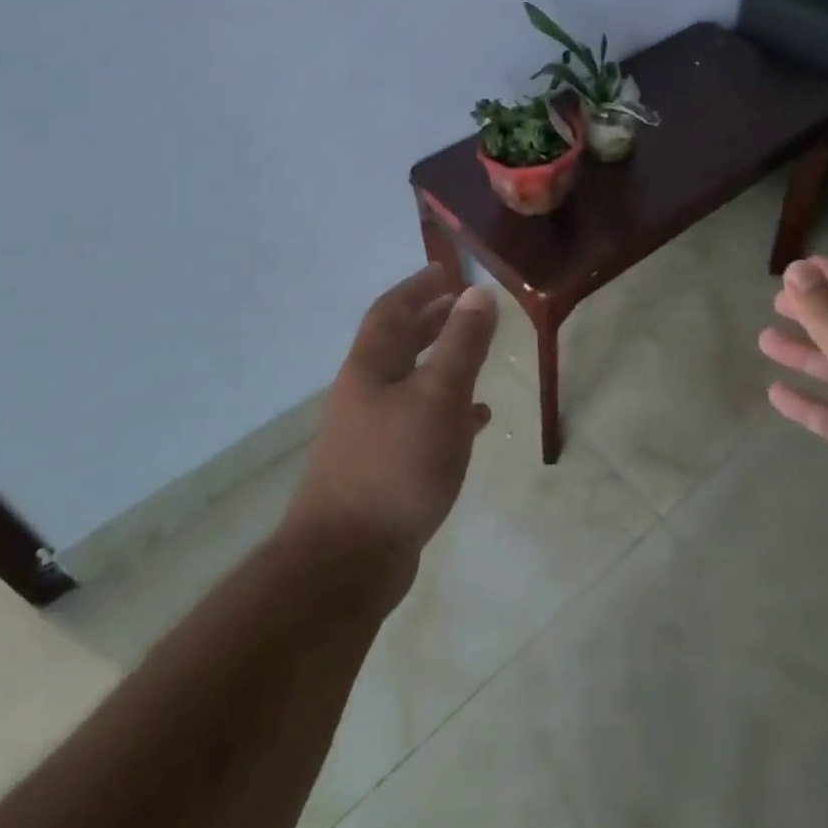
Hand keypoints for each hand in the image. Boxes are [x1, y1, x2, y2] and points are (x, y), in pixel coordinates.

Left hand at [288, 263, 497, 570]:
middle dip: (430, 319)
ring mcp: (373, 432)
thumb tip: (478, 292)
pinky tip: (476, 419)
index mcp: (371, 367)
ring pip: (412, 382)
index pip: (391, 310)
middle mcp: (366, 393)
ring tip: (476, 352)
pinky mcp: (387, 466)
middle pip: (398, 343)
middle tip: (463, 303)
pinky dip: (449, 410)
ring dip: (442, 362)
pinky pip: (422, 421)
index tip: (445, 269)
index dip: (417, 286)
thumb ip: (461, 343)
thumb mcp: (438, 395)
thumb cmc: (395, 465)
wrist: (349, 558)